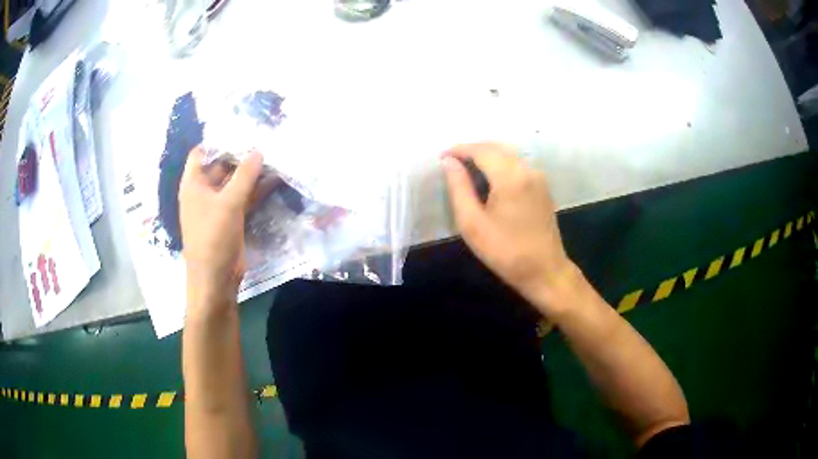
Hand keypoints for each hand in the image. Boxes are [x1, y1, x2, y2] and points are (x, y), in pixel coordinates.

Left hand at [179, 146, 264, 311]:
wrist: (216, 279)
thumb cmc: (213, 238)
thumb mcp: (228, 203)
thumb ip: (245, 175)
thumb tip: (259, 150)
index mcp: (194, 184)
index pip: (202, 153)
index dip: (218, 140)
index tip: (240, 130)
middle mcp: (204, 191)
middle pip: (222, 165)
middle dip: (241, 154)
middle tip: (265, 139)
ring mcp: (219, 205)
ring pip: (236, 182)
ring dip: (252, 172)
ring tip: (275, 155)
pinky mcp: (232, 218)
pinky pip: (245, 197)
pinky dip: (257, 189)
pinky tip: (275, 179)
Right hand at [442, 142, 578, 316]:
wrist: (545, 271)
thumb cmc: (505, 252)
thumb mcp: (472, 224)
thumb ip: (459, 188)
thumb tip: (449, 162)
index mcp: (510, 176)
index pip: (480, 150)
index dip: (459, 149)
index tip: (441, 156)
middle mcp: (527, 169)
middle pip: (496, 147)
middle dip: (472, 149)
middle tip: (451, 161)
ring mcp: (538, 177)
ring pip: (508, 153)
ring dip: (486, 154)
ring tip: (466, 168)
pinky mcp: (543, 186)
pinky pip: (518, 164)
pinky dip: (500, 163)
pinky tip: (489, 177)